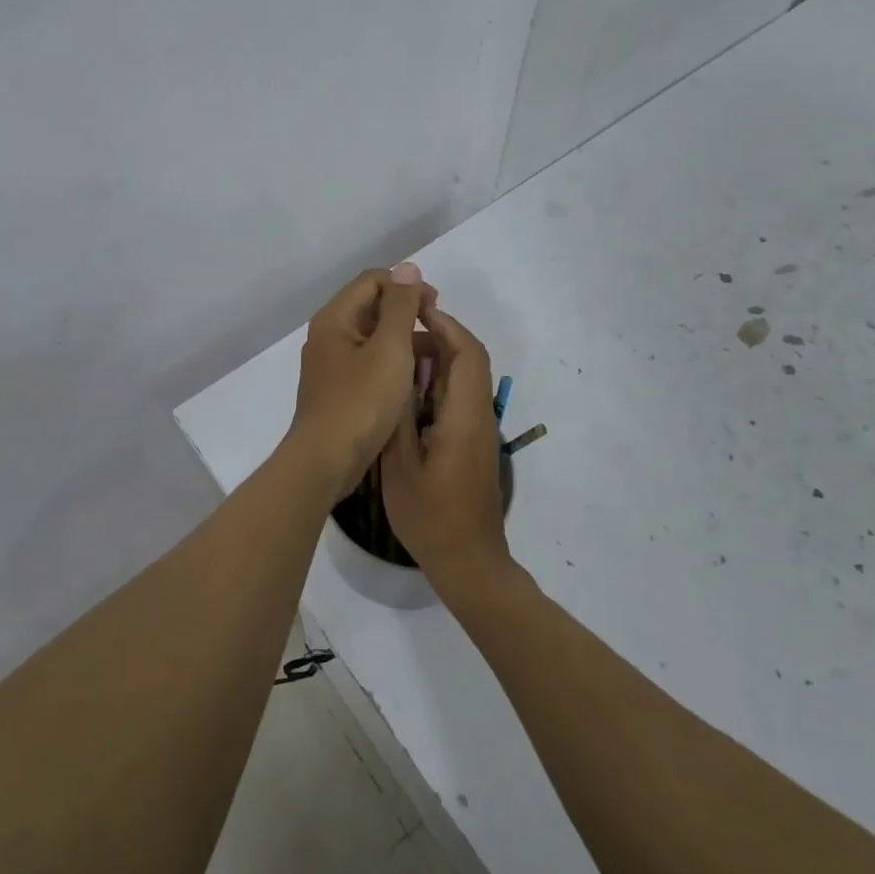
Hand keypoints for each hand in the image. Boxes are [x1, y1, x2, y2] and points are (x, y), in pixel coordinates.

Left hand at [288, 263, 437, 500]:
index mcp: (335, 318)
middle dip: (405, 313)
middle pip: (370, 306)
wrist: (327, 459)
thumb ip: (400, 306)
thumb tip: (407, 268)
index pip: (372, 280)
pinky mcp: (336, 388)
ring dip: (400, 339)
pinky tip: (410, 380)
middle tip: (435, 332)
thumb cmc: (361, 401)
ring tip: (430, 358)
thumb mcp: (389, 348)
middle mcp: (327, 335)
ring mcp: (330, 363)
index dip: (406, 286)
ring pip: (370, 336)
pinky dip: (389, 362)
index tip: (435, 308)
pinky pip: (366, 362)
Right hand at [381, 306, 512, 596]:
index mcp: (465, 416)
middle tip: (398, 332)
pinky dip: (436, 384)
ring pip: (464, 379)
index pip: (467, 354)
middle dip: (437, 337)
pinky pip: (458, 399)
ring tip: (396, 358)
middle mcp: (478, 416)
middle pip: (468, 361)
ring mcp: (477, 431)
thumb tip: (396, 373)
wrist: (468, 563)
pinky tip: (406, 394)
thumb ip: (398, 417)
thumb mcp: (400, 466)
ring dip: (436, 360)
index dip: (444, 325)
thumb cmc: (431, 517)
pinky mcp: (471, 444)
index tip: (415, 310)